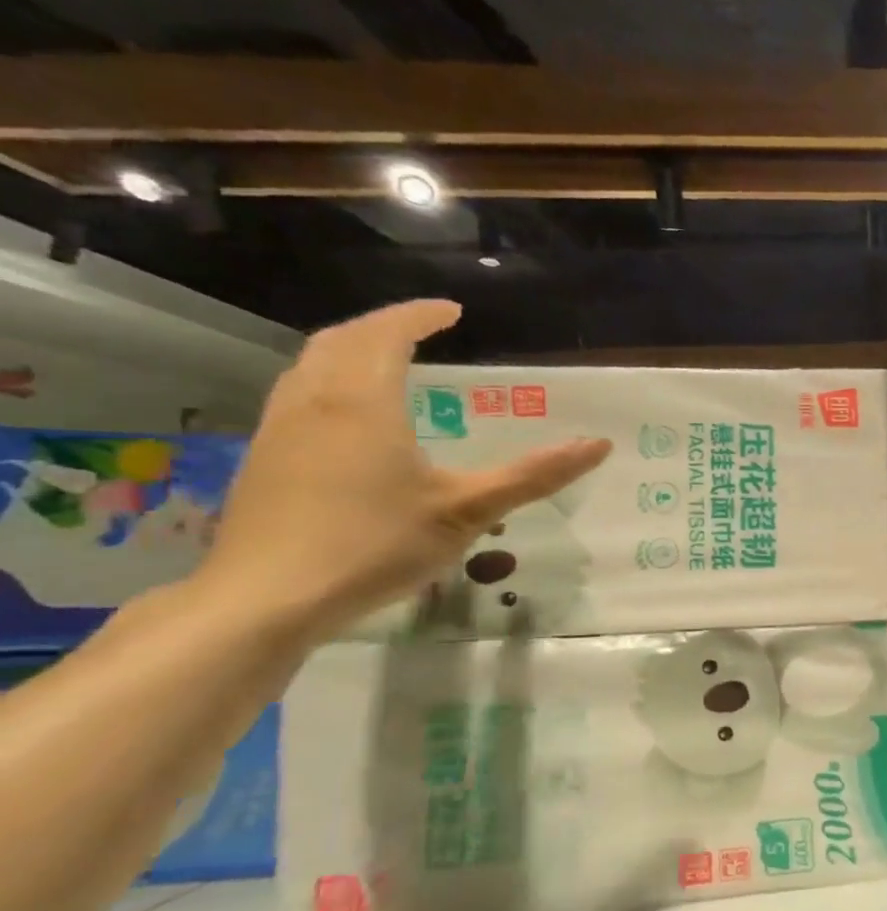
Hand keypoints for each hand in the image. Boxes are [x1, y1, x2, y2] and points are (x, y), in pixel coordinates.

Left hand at [196, 300, 610, 641]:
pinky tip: (348, 416)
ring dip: (350, 349)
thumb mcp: (468, 511)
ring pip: (311, 365)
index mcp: (363, 403)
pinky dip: (329, 379)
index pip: (387, 335)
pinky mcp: (264, 459)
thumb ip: (534, 475)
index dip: (419, 316)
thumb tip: (599, 445)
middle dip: (382, 326)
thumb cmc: (375, 545)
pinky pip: (298, 394)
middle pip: (341, 340)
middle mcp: (314, 402)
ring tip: (386, 361)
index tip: (453, 311)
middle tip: (421, 329)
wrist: (266, 598)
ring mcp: (280, 429)